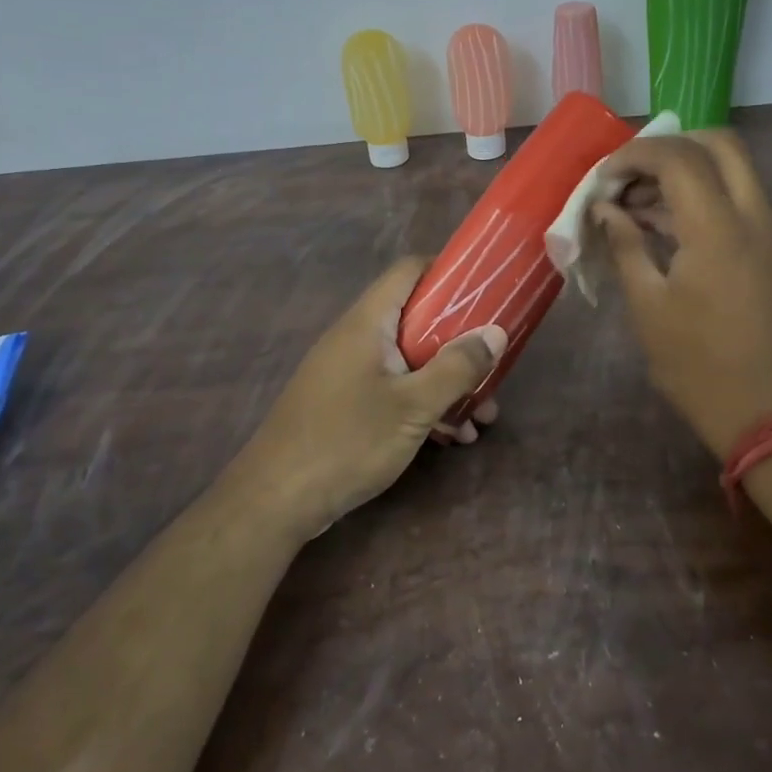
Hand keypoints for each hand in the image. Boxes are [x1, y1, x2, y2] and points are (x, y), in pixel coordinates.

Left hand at [228, 257, 505, 540]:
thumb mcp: (413, 406)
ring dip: (447, 382)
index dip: (448, 271)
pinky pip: (394, 389)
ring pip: (409, 361)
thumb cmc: (347, 441)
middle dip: (459, 344)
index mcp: (368, 322)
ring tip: (483, 417)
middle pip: (417, 320)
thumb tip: (496, 332)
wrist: (275, 501)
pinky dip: (423, 404)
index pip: (409, 271)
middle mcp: (356, 338)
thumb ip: (457, 368)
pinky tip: (451, 437)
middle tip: (493, 368)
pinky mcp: (345, 404)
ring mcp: (349, 372)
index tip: (487, 290)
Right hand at [594, 131, 771, 457]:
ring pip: (731, 167)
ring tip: (638, 204)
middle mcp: (752, 214)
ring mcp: (768, 229)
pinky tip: (664, 226)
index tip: (603, 179)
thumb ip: (625, 245)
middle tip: (630, 177)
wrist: (768, 410)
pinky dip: (702, 193)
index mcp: (718, 228)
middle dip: (668, 147)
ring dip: (685, 170)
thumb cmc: (698, 364)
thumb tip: (605, 208)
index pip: (678, 156)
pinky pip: (737, 197)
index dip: (634, 155)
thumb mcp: (648, 305)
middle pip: (718, 143)